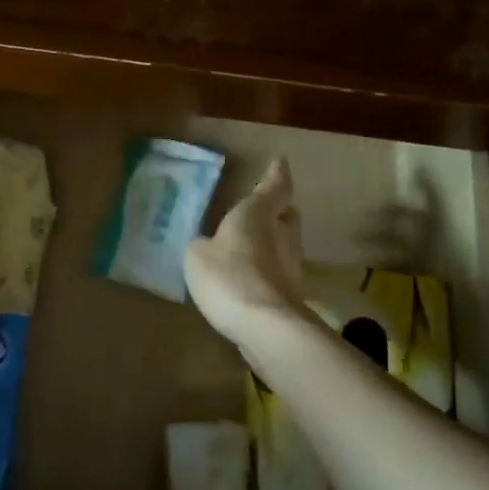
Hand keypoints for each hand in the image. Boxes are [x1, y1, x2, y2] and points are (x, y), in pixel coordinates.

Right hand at [185, 157, 306, 346]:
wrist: (266, 326)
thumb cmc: (229, 276)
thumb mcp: (197, 255)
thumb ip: (203, 245)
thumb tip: (209, 245)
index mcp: (258, 214)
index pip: (274, 187)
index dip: (276, 175)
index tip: (279, 163)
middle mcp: (282, 235)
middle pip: (286, 216)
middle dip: (277, 211)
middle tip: (263, 210)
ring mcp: (291, 267)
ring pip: (284, 245)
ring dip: (271, 244)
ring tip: (248, 247)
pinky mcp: (290, 295)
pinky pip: (276, 273)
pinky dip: (265, 271)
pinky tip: (247, 279)